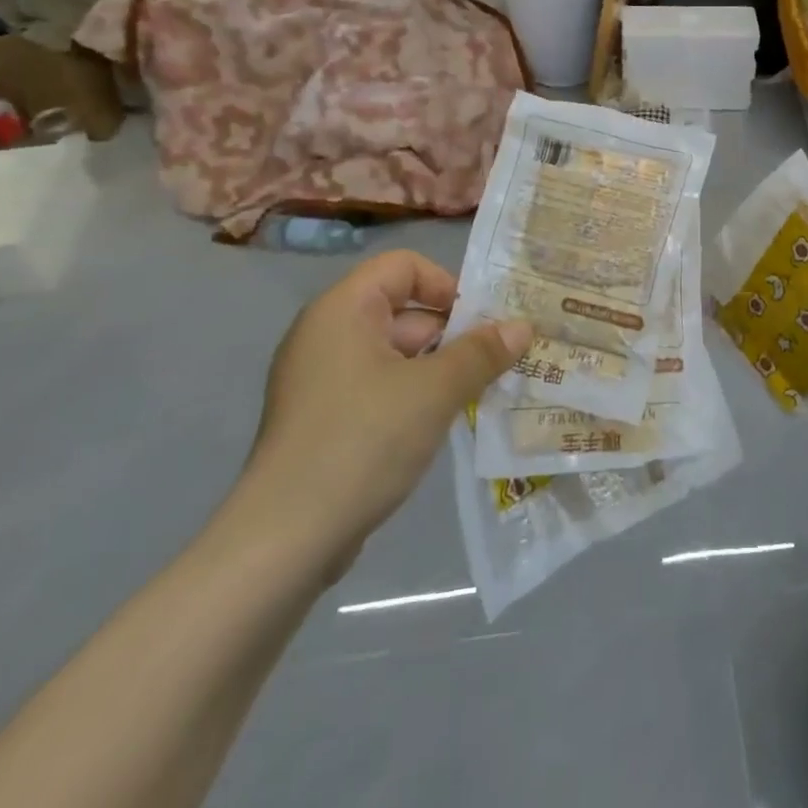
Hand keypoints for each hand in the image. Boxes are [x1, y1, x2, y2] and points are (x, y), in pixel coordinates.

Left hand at [237, 250, 530, 578]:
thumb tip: (523, 326)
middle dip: (452, 333)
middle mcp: (327, 334)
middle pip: (403, 309)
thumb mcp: (435, 391)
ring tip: (480, 393)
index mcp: (343, 309)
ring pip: (395, 353)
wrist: (284, 540)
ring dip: (439, 368)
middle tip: (496, 362)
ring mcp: (322, 379)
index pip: (403, 266)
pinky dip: (413, 395)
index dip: (446, 285)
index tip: (479, 323)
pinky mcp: (324, 419)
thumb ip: (482, 352)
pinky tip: (443, 423)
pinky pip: (380, 387)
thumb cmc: (363, 441)